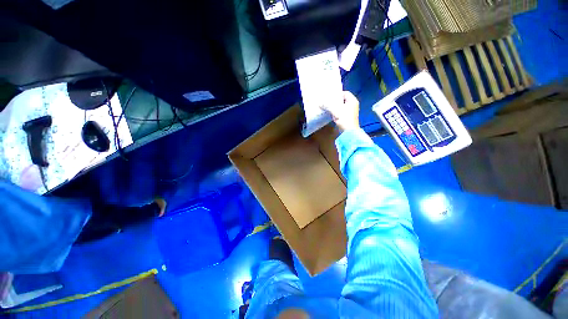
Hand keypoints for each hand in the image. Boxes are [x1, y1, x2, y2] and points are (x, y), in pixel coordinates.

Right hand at [325, 91, 359, 131]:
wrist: (349, 132)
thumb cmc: (345, 119)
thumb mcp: (336, 111)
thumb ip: (328, 106)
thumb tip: (320, 103)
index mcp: (352, 101)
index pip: (345, 93)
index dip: (337, 94)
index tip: (330, 96)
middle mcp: (352, 105)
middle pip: (343, 100)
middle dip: (335, 101)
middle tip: (327, 101)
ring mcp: (350, 112)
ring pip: (341, 107)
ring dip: (335, 107)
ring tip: (327, 107)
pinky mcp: (347, 118)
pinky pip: (341, 112)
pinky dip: (336, 112)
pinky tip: (330, 113)